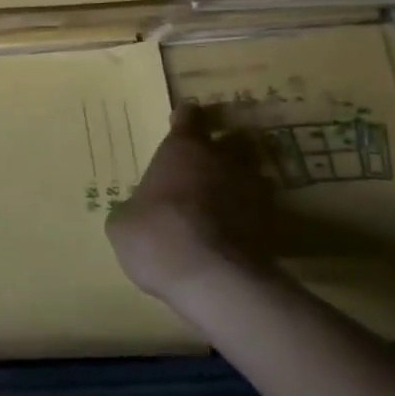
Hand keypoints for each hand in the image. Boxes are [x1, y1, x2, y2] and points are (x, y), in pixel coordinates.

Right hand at [106, 103, 278, 302]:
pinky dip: (248, 216)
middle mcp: (222, 159)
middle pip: (229, 140)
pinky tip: (233, 233)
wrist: (213, 277)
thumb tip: (136, 212)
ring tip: (223, 202)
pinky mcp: (272, 222)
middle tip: (203, 166)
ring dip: (237, 183)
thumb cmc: (156, 236)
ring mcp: (252, 189)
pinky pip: (258, 210)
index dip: (184, 119)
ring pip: (250, 173)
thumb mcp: (122, 224)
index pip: (189, 117)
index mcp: (183, 150)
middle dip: (219, 150)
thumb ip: (134, 208)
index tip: (182, 121)